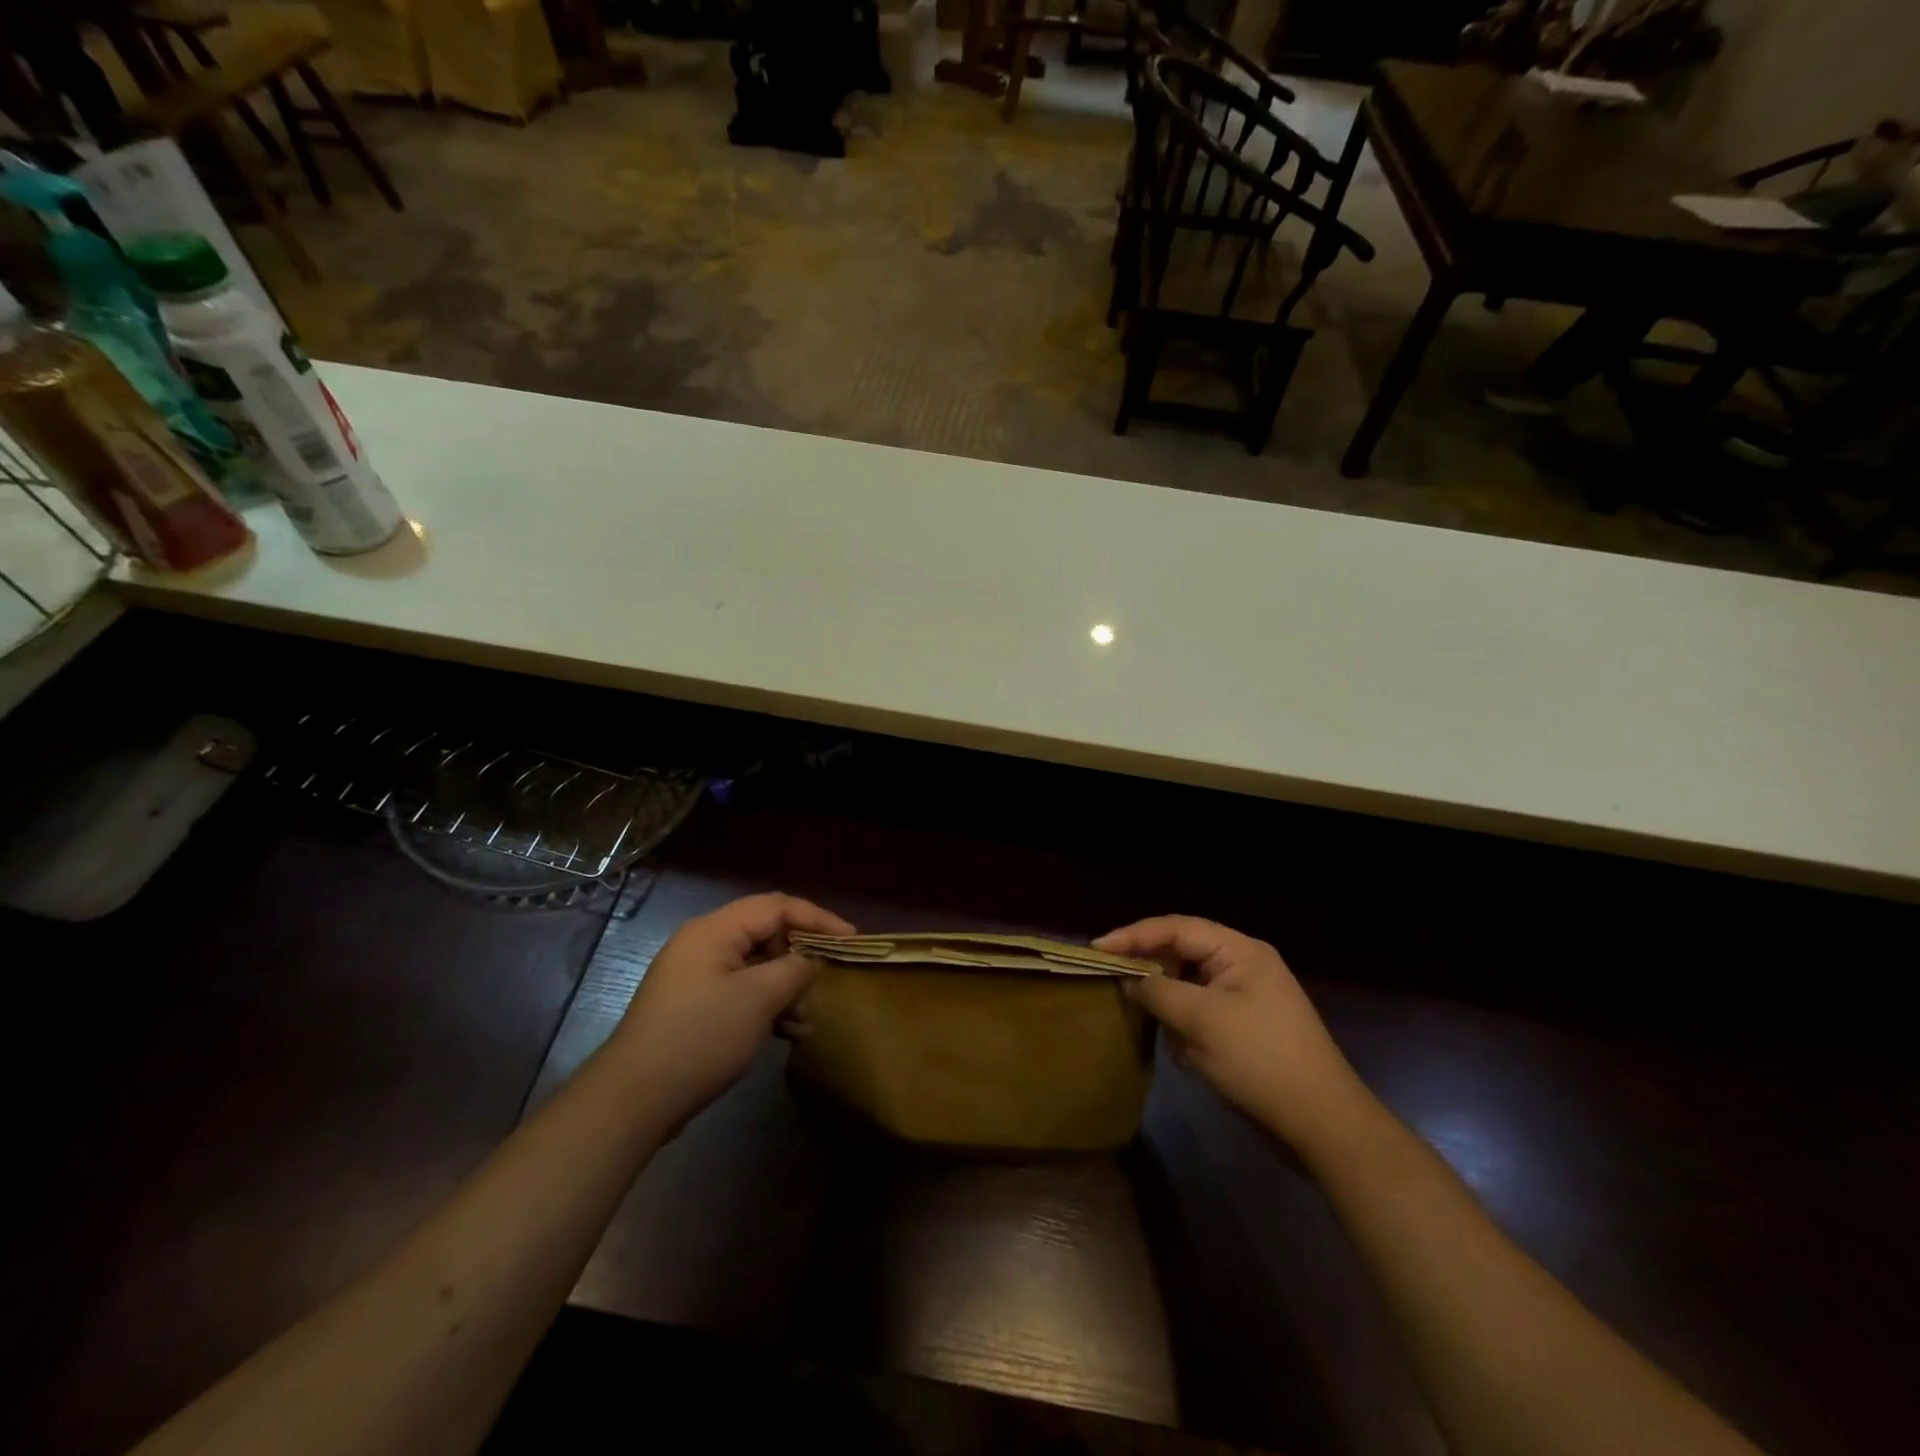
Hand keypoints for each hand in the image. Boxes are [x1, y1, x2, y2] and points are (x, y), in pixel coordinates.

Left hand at [610, 893, 854, 1134]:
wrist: (634, 1099)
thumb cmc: (701, 1037)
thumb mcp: (759, 999)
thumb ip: (794, 970)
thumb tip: (809, 961)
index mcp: (715, 930)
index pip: (777, 906)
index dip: (818, 918)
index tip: (850, 939)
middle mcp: (703, 944)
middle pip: (766, 934)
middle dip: (801, 956)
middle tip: (829, 978)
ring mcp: (696, 978)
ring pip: (755, 967)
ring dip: (786, 987)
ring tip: (809, 1017)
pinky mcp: (693, 1008)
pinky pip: (740, 993)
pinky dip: (766, 1006)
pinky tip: (789, 1034)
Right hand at [1095, 915, 1370, 1152]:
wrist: (1322, 1123)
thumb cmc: (1259, 1060)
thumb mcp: (1199, 1021)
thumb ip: (1156, 992)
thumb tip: (1127, 979)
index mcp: (1240, 950)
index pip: (1176, 928)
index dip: (1133, 935)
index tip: (1097, 949)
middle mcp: (1244, 964)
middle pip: (1183, 952)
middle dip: (1151, 969)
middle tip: (1114, 981)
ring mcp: (1248, 997)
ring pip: (1190, 984)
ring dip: (1168, 1002)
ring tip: (1146, 1018)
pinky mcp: (1247, 1027)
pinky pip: (1203, 1011)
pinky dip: (1185, 1024)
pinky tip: (1180, 1049)